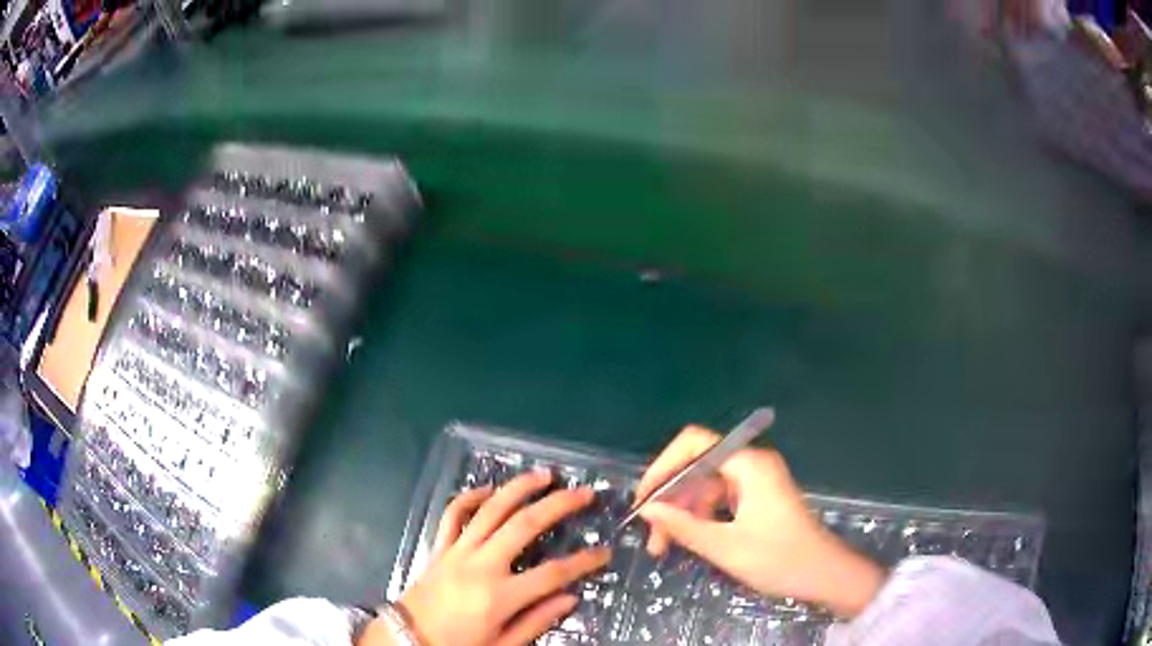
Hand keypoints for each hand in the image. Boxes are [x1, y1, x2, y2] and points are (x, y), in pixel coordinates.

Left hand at [362, 470, 610, 645]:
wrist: (409, 638)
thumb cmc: (459, 644)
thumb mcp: (503, 645)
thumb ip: (537, 621)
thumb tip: (571, 597)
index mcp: (500, 596)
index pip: (553, 573)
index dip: (583, 561)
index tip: (605, 552)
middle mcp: (481, 565)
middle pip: (524, 526)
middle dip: (558, 505)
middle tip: (583, 493)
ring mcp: (458, 551)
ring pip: (491, 510)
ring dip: (518, 488)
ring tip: (544, 475)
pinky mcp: (440, 547)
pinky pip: (453, 514)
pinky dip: (470, 497)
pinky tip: (488, 489)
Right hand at [636, 426, 885, 618]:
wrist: (825, 575)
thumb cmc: (780, 559)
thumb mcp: (726, 547)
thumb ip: (683, 526)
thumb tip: (647, 509)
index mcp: (749, 465)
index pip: (695, 444)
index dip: (663, 466)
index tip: (645, 499)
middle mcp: (751, 466)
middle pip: (698, 468)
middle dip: (671, 499)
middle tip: (651, 535)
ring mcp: (755, 482)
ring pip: (705, 487)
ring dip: (682, 514)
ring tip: (663, 548)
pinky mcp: (757, 499)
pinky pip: (719, 501)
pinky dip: (700, 519)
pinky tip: (687, 542)